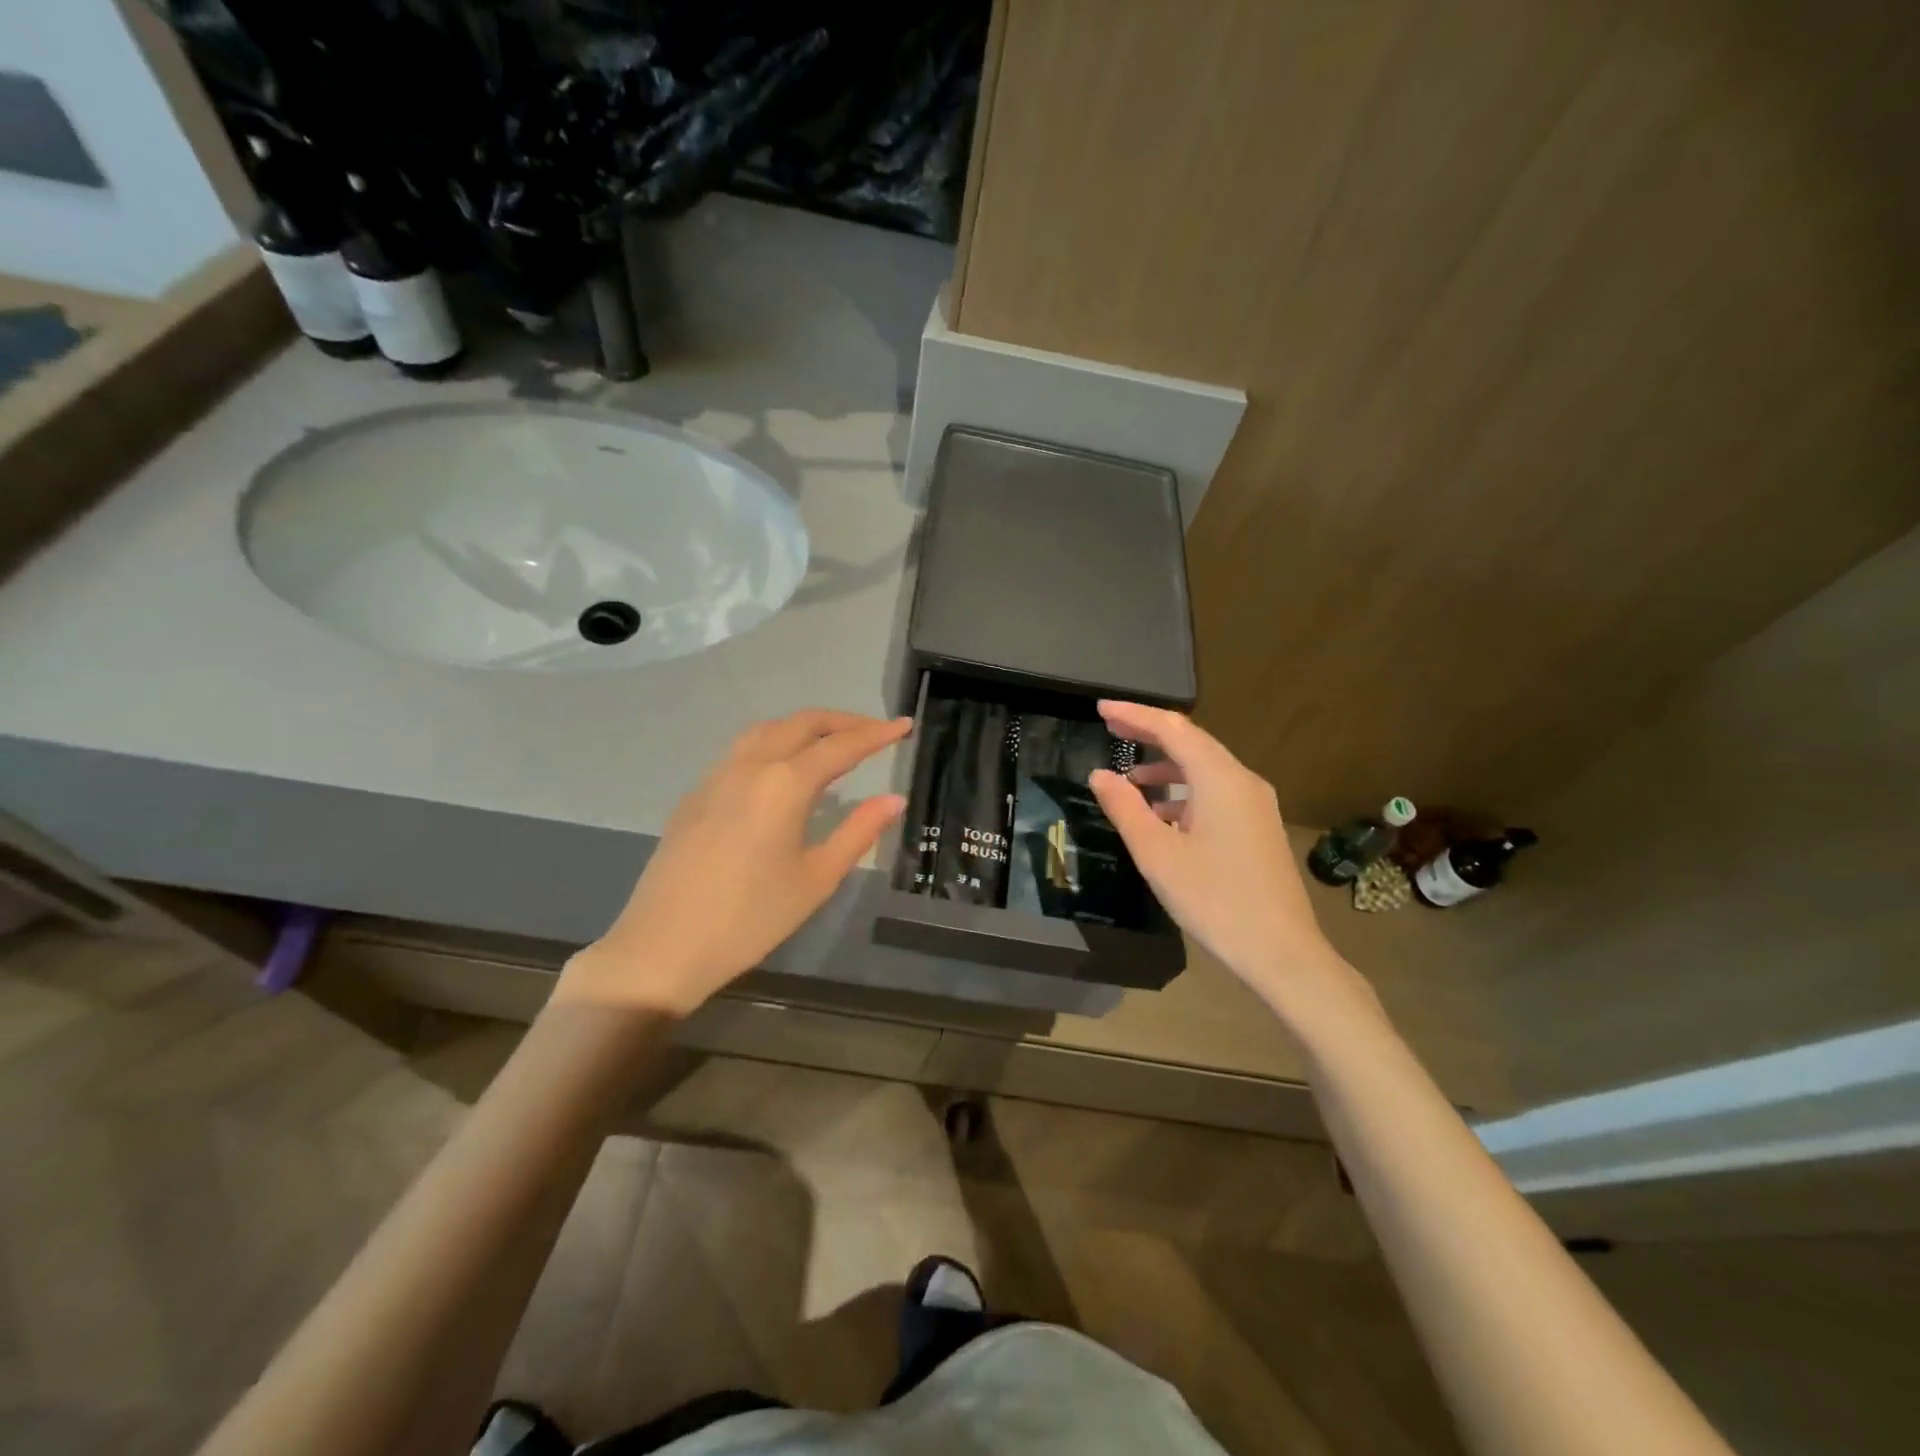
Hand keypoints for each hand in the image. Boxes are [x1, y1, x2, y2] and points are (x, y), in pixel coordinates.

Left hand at [555, 710, 910, 1016]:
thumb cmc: (751, 918)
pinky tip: (781, 770)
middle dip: (842, 721)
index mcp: (784, 784)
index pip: (841, 746)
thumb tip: (894, 799)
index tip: (905, 726)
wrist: (662, 946)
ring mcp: (716, 777)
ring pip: (767, 730)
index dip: (876, 734)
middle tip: (874, 731)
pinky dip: (774, 743)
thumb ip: (858, 832)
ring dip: (804, 727)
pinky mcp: (695, 795)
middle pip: (801, 724)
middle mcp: (750, 766)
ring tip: (831, 743)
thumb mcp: (816, 879)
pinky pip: (742, 750)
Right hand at [1089, 701, 1360, 1011]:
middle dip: (1149, 734)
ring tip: (1129, 778)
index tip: (1100, 708)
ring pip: (1204, 769)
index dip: (1134, 715)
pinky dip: (1184, 792)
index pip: (1172, 729)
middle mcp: (1242, 781)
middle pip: (1191, 742)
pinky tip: (1162, 815)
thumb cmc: (1214, 900)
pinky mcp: (1258, 827)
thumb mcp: (1157, 854)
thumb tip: (1100, 775)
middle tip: (1110, 729)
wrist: (1282, 951)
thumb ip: (1125, 808)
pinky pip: (1216, 792)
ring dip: (1166, 767)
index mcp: (1219, 779)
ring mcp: (1255, 804)